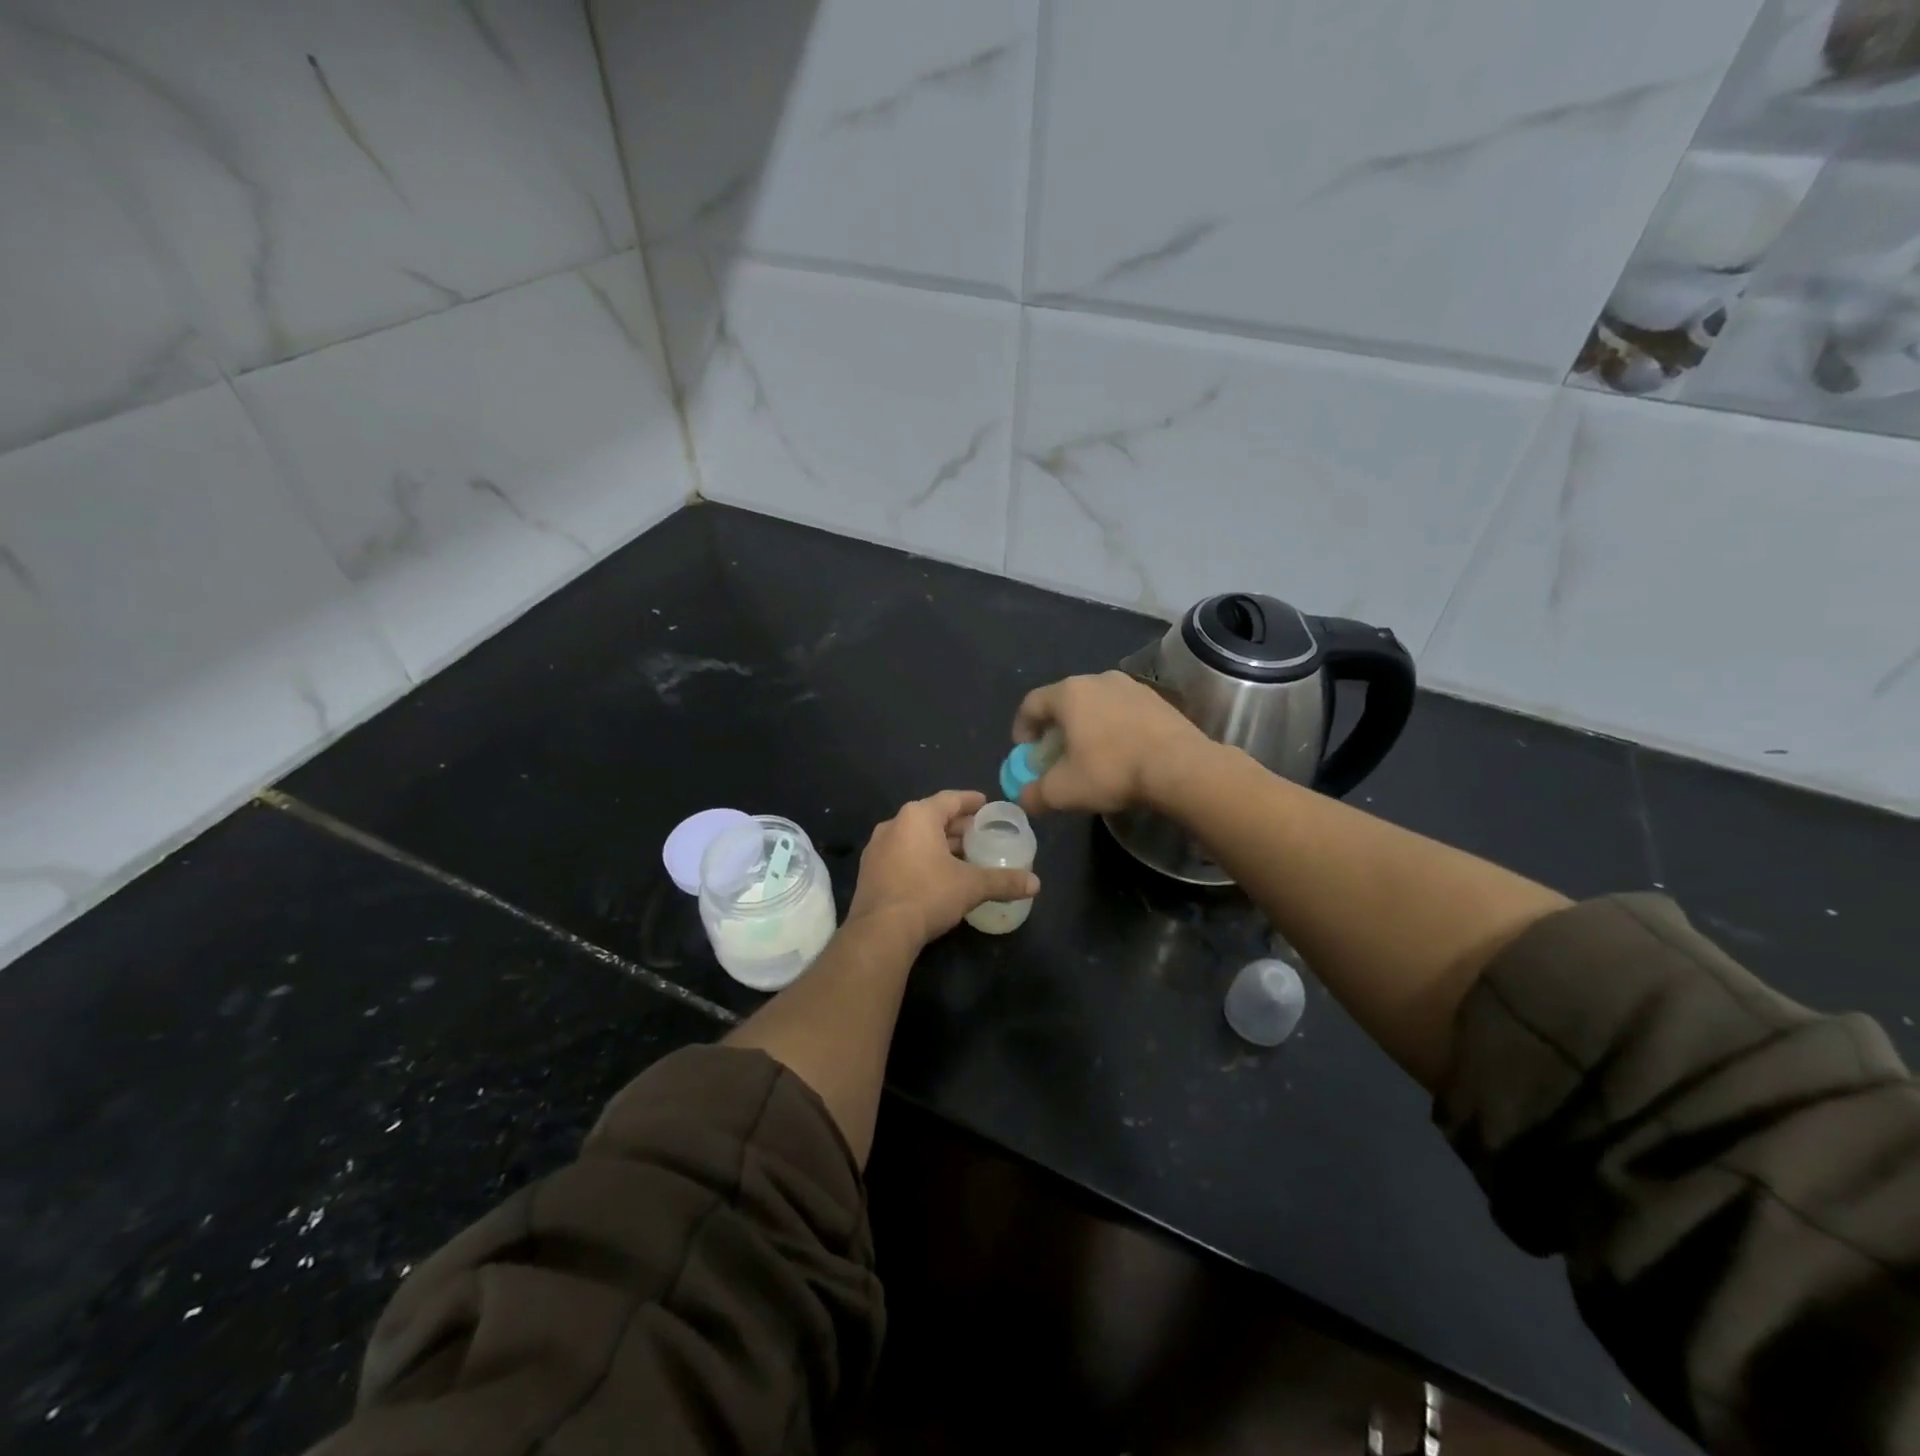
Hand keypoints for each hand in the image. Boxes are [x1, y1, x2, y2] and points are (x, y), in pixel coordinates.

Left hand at [847, 790, 1039, 946]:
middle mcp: (893, 824)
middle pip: (931, 818)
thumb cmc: (928, 895)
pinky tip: (937, 875)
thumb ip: (1004, 881)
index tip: (987, 805)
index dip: (971, 801)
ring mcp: (877, 848)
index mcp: (917, 817)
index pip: (950, 799)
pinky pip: (901, 855)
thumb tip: (1036, 884)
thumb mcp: (972, 886)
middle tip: (980, 834)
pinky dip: (921, 858)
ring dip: (939, 844)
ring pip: (915, 837)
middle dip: (957, 826)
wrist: (880, 932)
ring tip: (963, 856)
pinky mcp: (869, 872)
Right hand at [1012, 671, 1209, 814]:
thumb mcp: (1063, 791)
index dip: (1021, 729)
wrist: (1181, 767)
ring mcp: (1131, 686)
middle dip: (1055, 730)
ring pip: (1095, 705)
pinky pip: (1123, 711)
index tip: (1025, 753)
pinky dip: (1113, 728)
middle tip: (1056, 757)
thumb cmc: (1112, 771)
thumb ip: (1034, 794)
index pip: (1031, 704)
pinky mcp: (1157, 699)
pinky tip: (1122, 753)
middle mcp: (1098, 679)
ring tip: (1091, 756)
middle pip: (1064, 702)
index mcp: (1069, 693)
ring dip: (1086, 727)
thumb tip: (1023, 798)